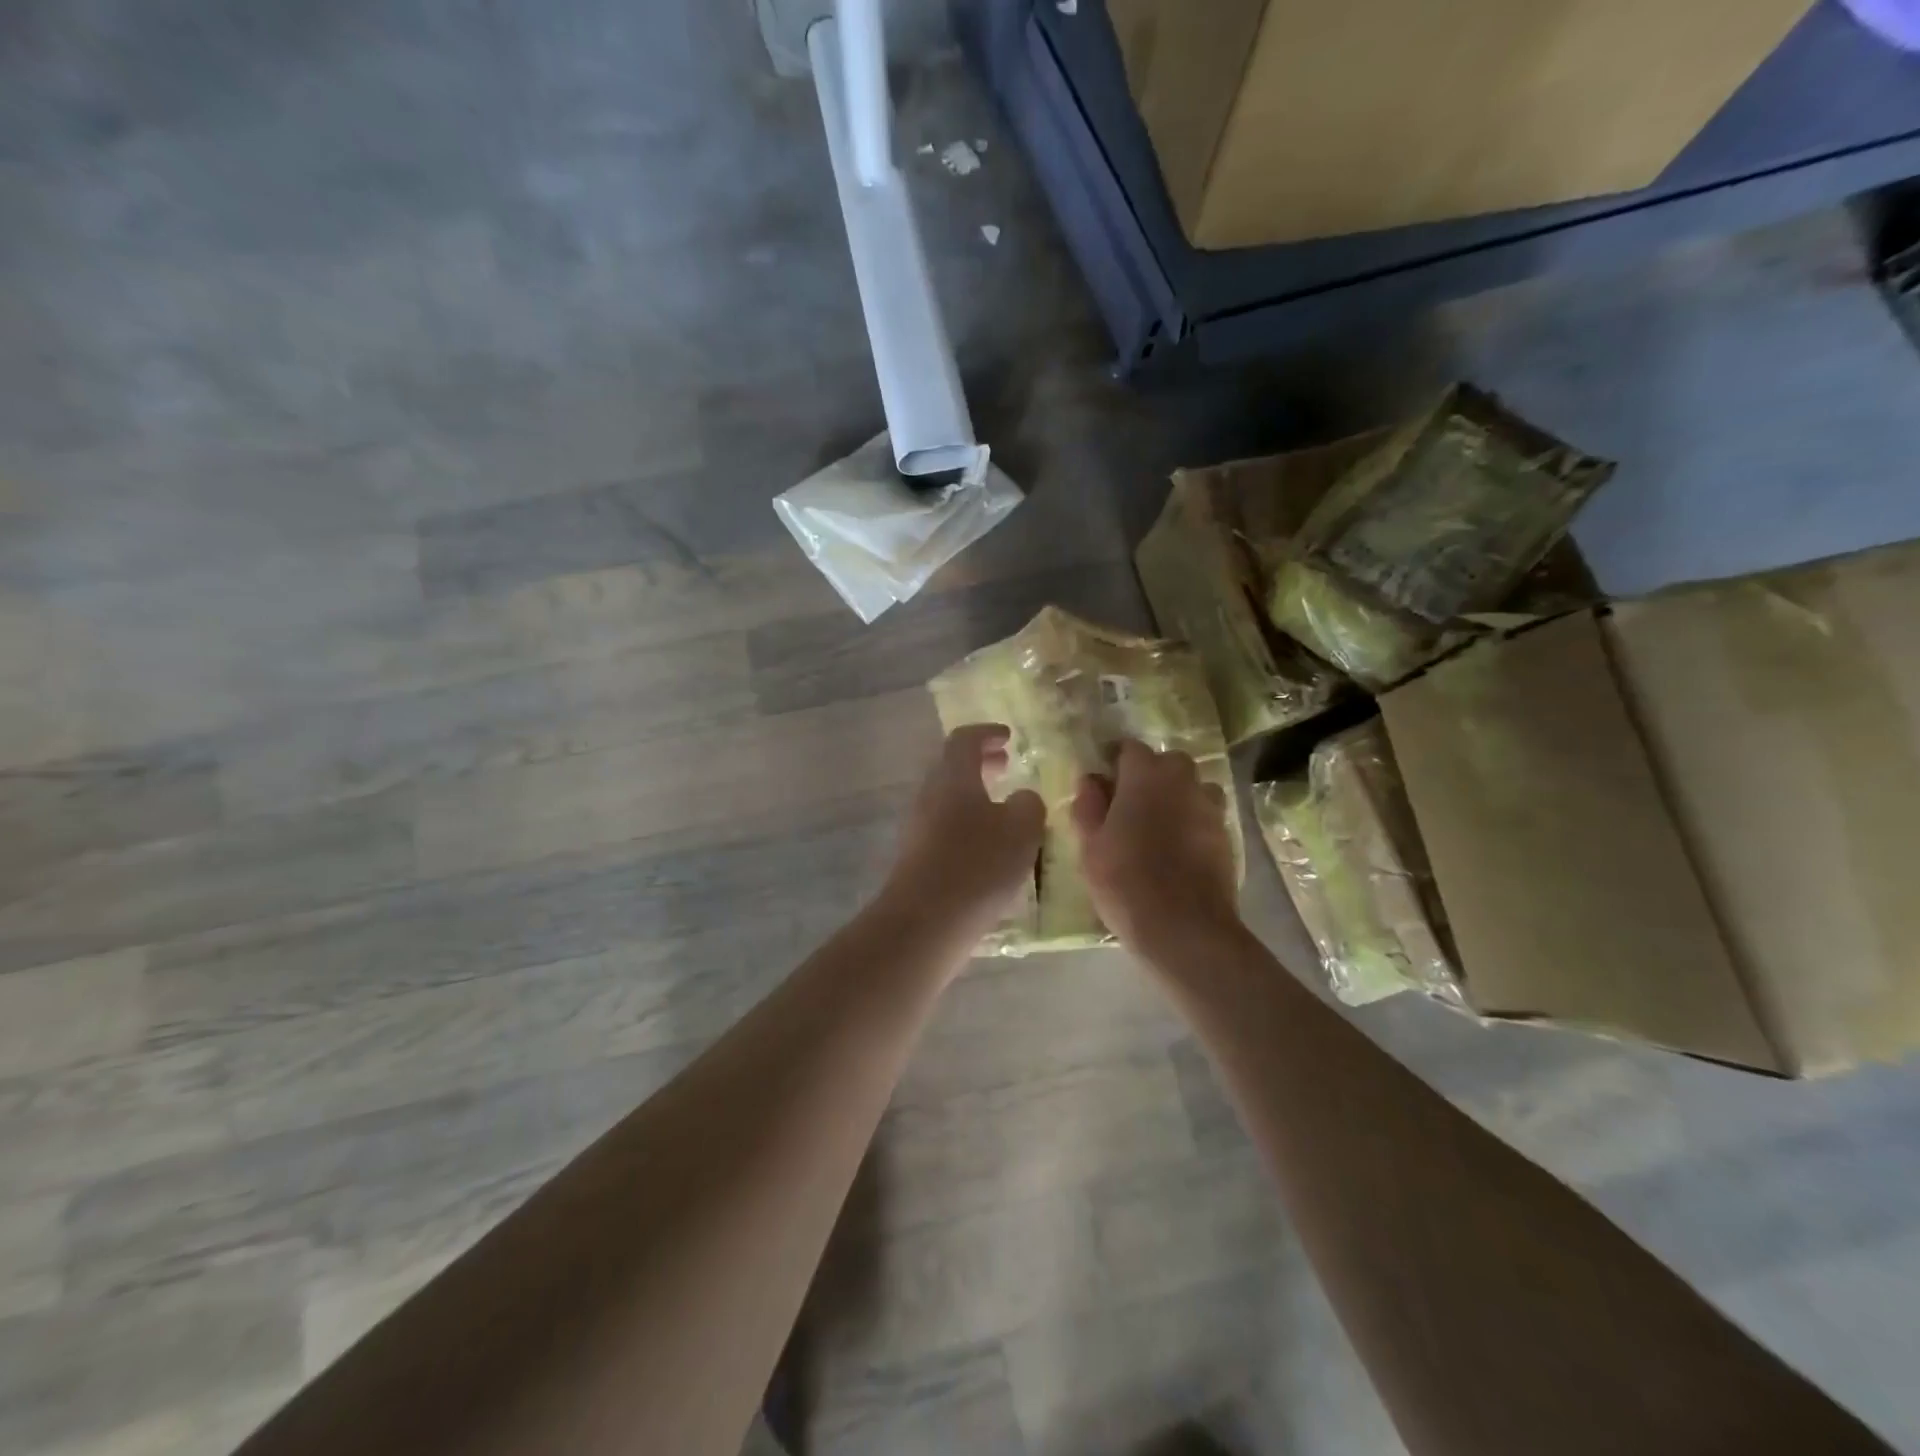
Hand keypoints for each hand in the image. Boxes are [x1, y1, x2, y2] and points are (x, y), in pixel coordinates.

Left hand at [881, 724, 1045, 950]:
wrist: (926, 921)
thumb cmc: (978, 864)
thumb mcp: (1022, 829)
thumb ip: (1029, 805)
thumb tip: (1022, 799)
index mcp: (953, 777)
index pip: (964, 739)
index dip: (987, 733)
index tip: (1008, 737)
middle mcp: (929, 795)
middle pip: (952, 767)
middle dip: (981, 763)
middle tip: (1006, 766)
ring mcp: (918, 827)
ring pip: (948, 798)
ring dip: (974, 795)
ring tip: (1003, 809)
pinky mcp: (916, 857)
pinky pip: (944, 826)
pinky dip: (967, 823)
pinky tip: (988, 847)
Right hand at [1071, 740, 1239, 964]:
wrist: (1184, 927)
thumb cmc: (1126, 881)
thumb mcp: (1090, 845)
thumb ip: (1088, 806)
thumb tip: (1090, 780)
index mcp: (1145, 776)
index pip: (1129, 748)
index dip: (1114, 761)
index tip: (1102, 781)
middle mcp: (1182, 781)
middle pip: (1167, 762)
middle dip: (1149, 774)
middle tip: (1128, 803)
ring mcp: (1209, 807)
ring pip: (1191, 786)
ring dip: (1175, 795)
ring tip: (1158, 824)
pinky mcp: (1226, 835)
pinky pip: (1205, 814)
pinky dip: (1192, 820)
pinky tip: (1178, 847)